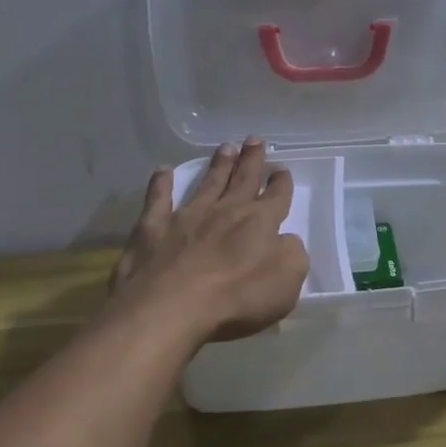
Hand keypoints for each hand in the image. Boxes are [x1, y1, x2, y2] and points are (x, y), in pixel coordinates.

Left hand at [108, 138, 310, 343]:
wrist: (171, 307)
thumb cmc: (236, 298)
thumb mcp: (287, 281)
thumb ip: (292, 255)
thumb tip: (285, 240)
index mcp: (260, 223)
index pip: (277, 197)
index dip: (281, 183)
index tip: (282, 170)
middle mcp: (226, 211)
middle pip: (243, 180)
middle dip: (252, 160)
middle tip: (255, 139)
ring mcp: (187, 216)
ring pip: (208, 183)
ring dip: (218, 165)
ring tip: (226, 147)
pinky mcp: (153, 228)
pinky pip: (158, 198)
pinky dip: (161, 184)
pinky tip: (162, 170)